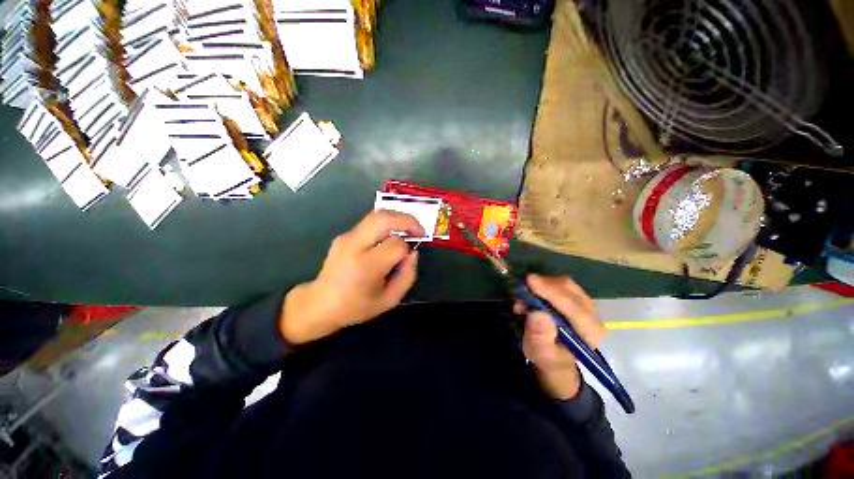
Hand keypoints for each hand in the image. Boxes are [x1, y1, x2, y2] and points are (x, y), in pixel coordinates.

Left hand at [280, 210, 424, 344]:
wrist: (319, 303)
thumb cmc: (356, 306)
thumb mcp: (389, 300)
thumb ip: (407, 276)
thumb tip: (413, 253)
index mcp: (365, 266)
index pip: (395, 245)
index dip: (407, 249)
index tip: (408, 258)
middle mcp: (354, 246)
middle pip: (384, 219)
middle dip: (407, 220)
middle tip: (419, 230)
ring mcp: (347, 237)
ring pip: (377, 215)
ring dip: (398, 218)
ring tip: (409, 228)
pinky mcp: (344, 235)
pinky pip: (370, 222)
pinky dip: (387, 223)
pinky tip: (392, 235)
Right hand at [514, 274, 606, 399]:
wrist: (555, 356)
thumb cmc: (548, 356)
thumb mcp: (541, 353)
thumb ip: (540, 336)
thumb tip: (537, 313)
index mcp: (590, 334)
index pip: (574, 308)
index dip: (552, 293)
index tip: (530, 281)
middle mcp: (592, 315)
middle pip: (569, 290)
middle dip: (544, 285)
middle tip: (521, 288)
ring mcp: (585, 303)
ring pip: (564, 283)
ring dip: (541, 285)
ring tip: (524, 297)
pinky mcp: (575, 297)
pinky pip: (559, 283)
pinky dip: (543, 284)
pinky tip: (531, 295)